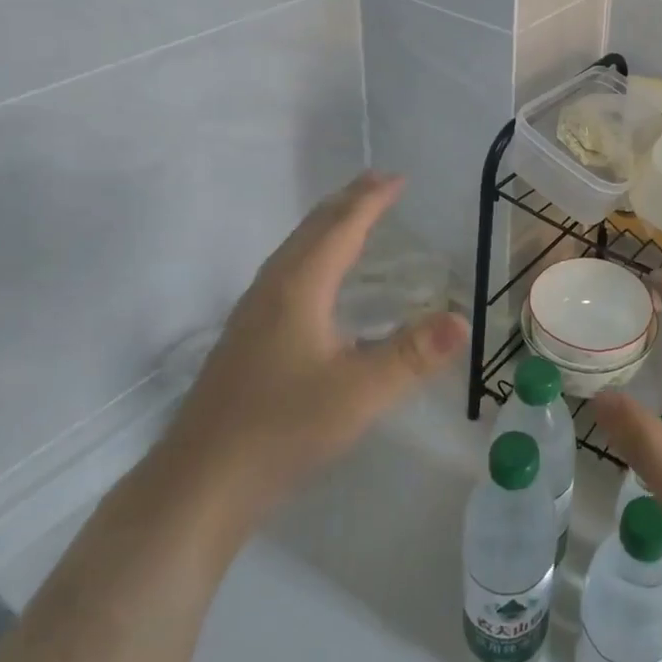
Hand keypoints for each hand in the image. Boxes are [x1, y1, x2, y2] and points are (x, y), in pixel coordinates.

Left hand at [158, 172, 465, 530]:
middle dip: (348, 202)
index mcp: (299, 287)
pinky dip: (313, 253)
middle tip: (378, 183)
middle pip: (313, 229)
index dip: (371, 200)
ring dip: (327, 226)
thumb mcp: (359, 393)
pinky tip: (317, 281)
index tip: (398, 177)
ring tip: (352, 217)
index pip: (341, 227)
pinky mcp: (245, 338)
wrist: (198, 484)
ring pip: (295, 250)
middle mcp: (272, 288)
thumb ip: (413, 355)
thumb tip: (462, 319)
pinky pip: (286, 272)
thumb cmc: (282, 429)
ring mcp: (252, 313)